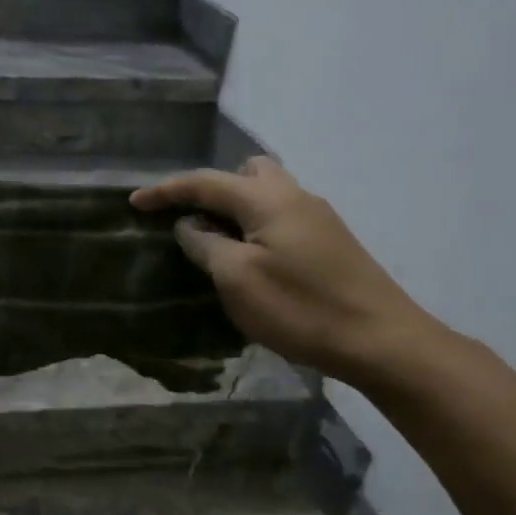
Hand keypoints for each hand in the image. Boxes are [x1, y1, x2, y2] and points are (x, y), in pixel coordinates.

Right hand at [131, 156, 446, 386]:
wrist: (382, 341)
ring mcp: (319, 219)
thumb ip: (206, 244)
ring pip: (267, 194)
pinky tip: (251, 259)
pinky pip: (282, 216)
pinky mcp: (331, 242)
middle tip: (191, 219)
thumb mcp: (237, 279)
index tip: (133, 202)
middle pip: (246, 173)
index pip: (206, 182)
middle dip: (211, 189)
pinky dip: (256, 226)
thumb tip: (190, 225)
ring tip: (216, 242)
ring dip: (236, 209)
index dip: (166, 190)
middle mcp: (295, 197)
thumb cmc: (301, 308)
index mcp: (268, 199)